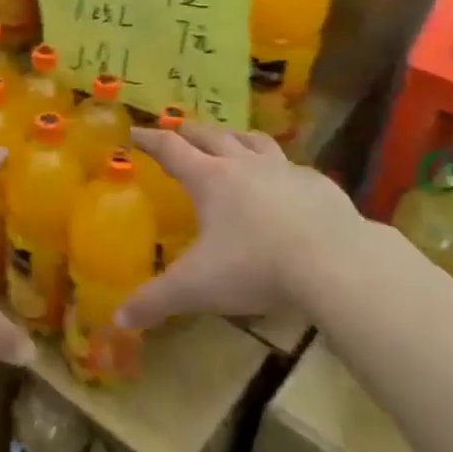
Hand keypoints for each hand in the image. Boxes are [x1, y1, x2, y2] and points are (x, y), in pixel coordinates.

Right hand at [118, 123, 362, 328]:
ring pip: (253, 140)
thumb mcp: (197, 287)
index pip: (170, 148)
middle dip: (189, 131)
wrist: (335, 263)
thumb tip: (117, 320)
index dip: (148, 138)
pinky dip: (278, 167)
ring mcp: (284, 169)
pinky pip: (291, 166)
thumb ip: (155, 301)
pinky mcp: (317, 183)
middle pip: (210, 135)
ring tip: (230, 140)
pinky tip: (284, 183)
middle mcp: (244, 164)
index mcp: (210, 178)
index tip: (133, 132)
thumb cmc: (256, 267)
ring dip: (235, 136)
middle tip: (178, 132)